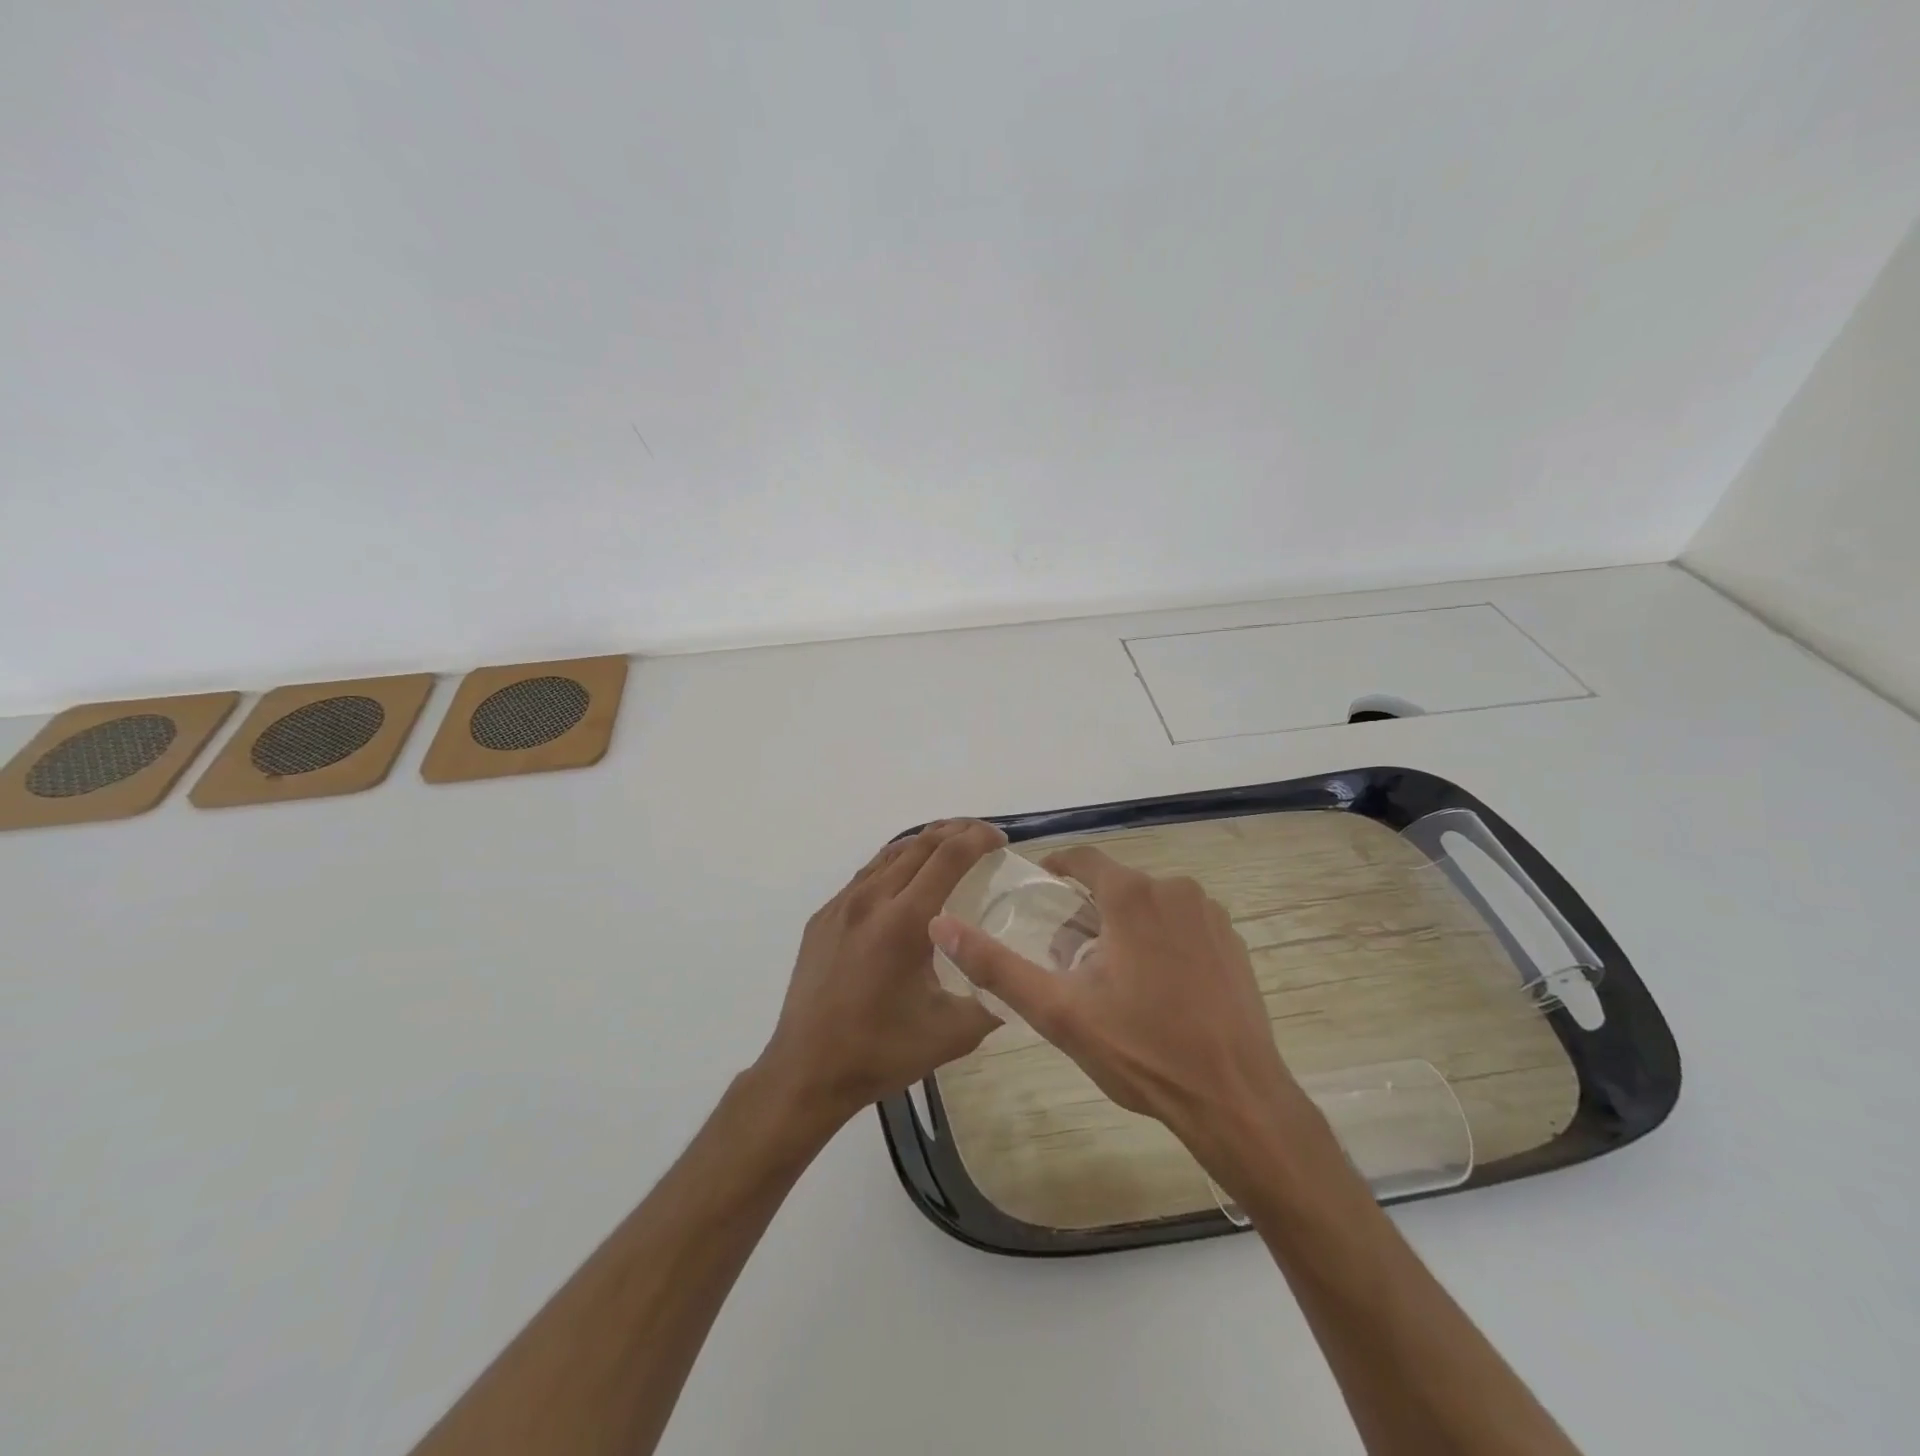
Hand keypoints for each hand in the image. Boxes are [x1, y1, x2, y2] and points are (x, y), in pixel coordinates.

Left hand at [757, 820, 1005, 1126]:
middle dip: (955, 831)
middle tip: (982, 837)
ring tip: (949, 850)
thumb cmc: (881, 1051)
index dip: (978, 839)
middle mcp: (870, 900)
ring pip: (888, 855)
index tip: (1000, 839)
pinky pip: (865, 876)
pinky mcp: (822, 919)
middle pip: (919, 845)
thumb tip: (1019, 982)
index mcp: (904, 921)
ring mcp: (840, 906)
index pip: (948, 857)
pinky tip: (904, 885)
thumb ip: (993, 999)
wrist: (806, 1071)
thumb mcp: (952, 1032)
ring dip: (924, 844)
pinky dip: (894, 866)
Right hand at [929, 846, 1312, 1153]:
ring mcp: (1211, 915)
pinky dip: (1162, 943)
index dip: (1056, 869)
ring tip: (1112, 980)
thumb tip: (941, 924)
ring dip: (1126, 928)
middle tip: (1069, 958)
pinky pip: (1184, 926)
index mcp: (1132, 895)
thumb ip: (996, 965)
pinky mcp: (1234, 943)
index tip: (1039, 891)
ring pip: (1151, 906)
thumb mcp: (1058, 1012)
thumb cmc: (1142, 1051)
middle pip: (1116, 886)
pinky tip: (1158, 990)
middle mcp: (1175, 890)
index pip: (1083, 859)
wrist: (1236, 1100)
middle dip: (1089, 912)